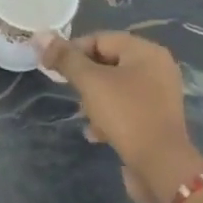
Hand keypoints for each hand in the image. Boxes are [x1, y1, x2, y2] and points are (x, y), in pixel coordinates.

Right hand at [41, 31, 202, 202]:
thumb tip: (40, 35)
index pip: (100, 39)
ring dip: (95, 99)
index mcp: (146, 51)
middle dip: (85, 78)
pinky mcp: (157, 120)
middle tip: (70, 92)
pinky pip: (127, 108)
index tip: (54, 69)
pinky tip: (96, 133)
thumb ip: (66, 58)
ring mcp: (160, 95)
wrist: (162, 167)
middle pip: (108, 62)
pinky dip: (110, 115)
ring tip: (83, 115)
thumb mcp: (91, 82)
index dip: (73, 51)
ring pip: (116, 87)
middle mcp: (157, 68)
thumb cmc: (126, 114)